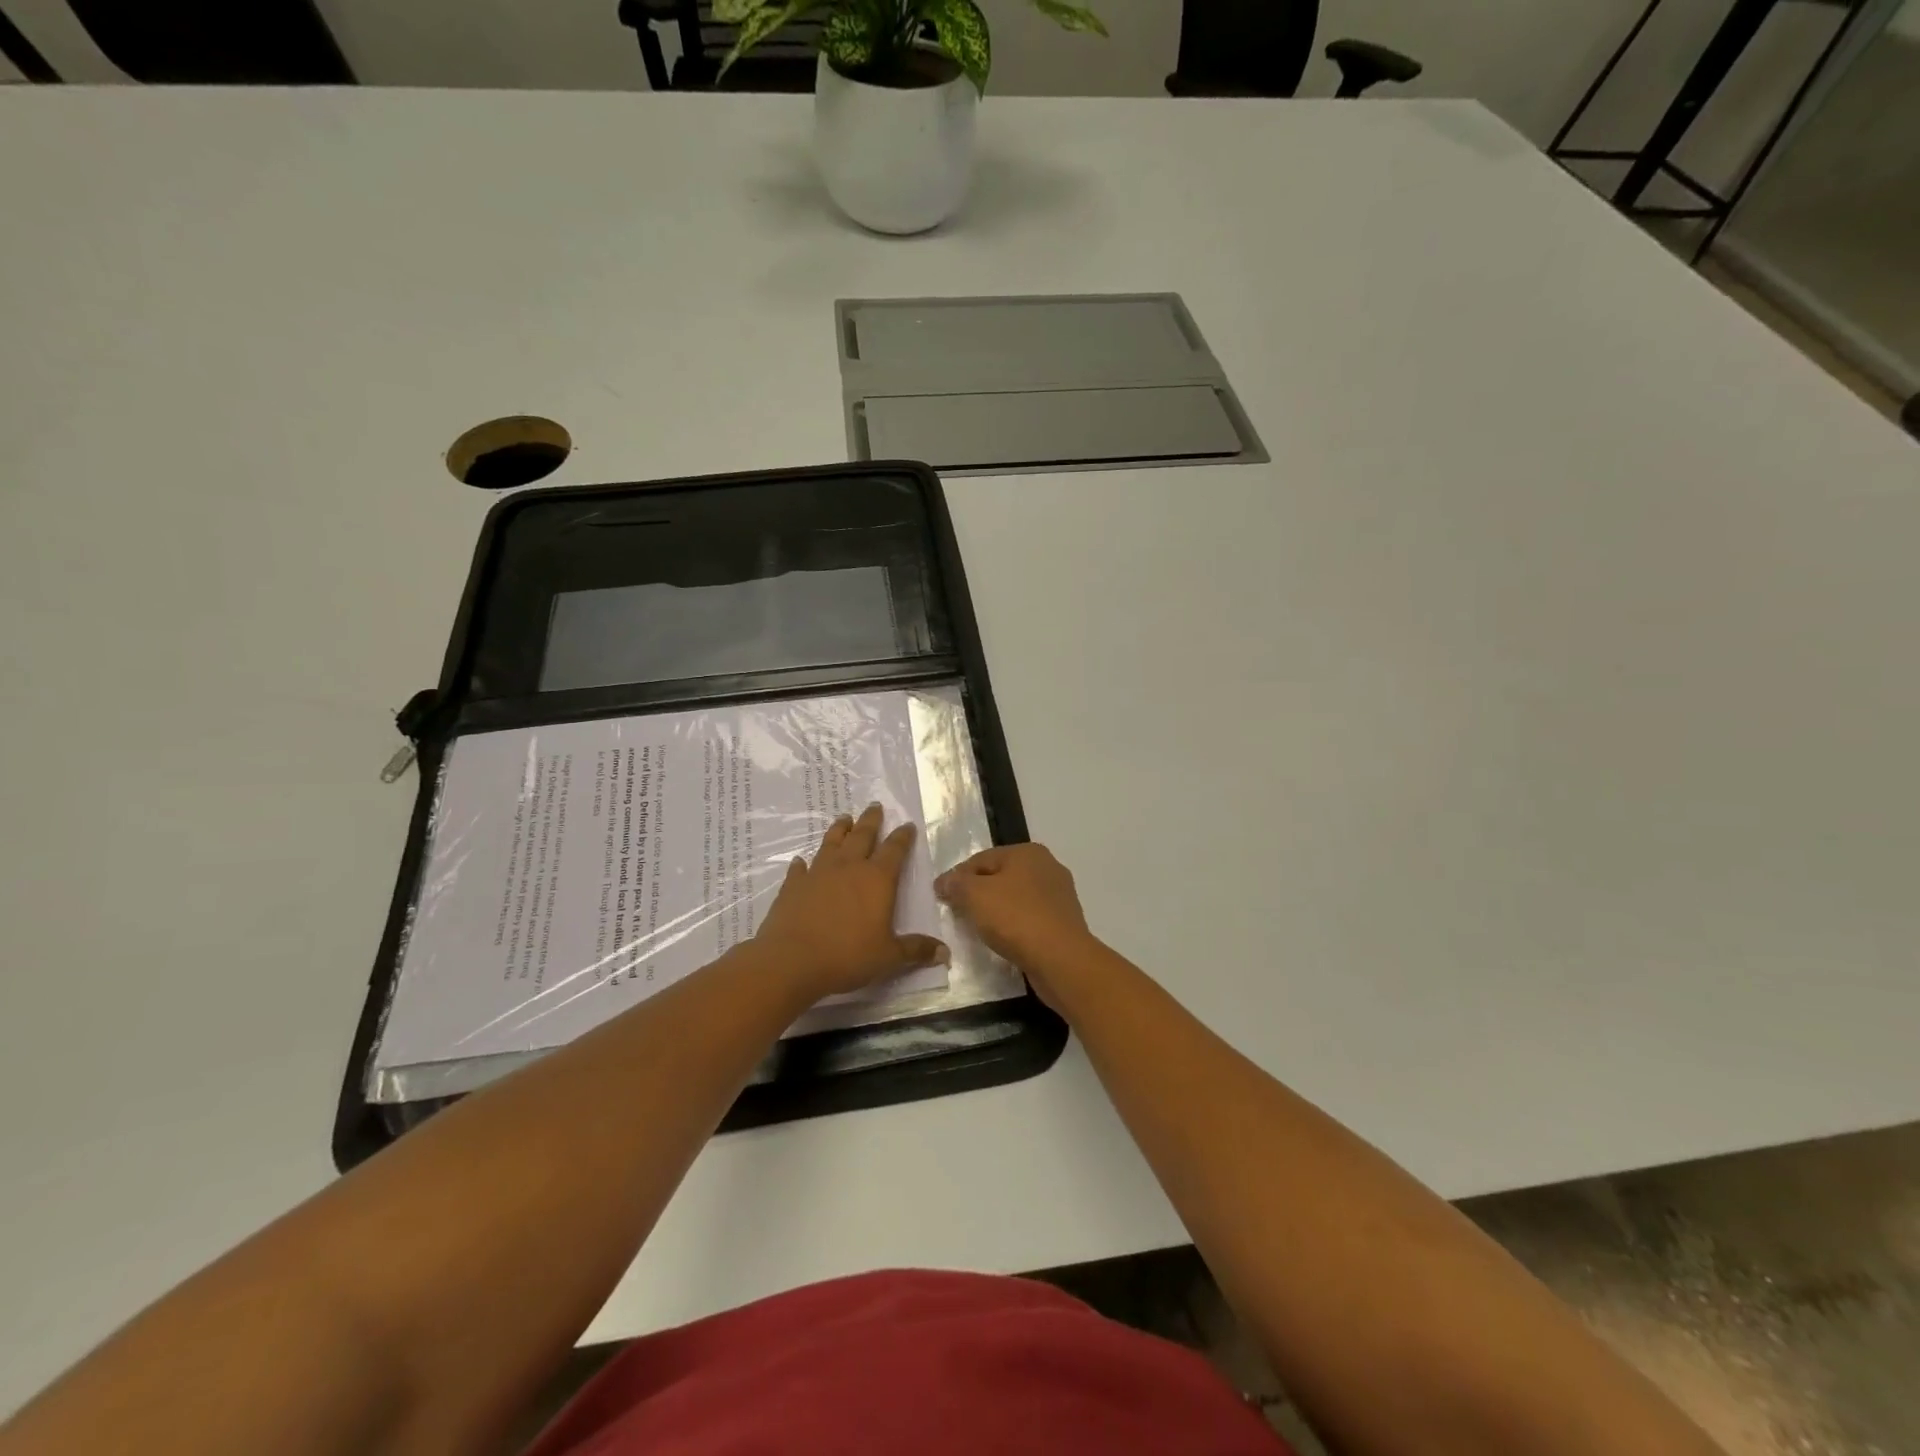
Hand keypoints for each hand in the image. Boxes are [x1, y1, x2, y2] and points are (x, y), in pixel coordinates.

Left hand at [753, 804, 947, 998]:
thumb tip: (945, 953)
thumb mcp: (889, 956)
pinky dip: (802, 864)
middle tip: (875, 805)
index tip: (907, 825)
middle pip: (862, 835)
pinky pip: (799, 869)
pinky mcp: (793, 886)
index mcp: (877, 879)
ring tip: (844, 818)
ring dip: (839, 829)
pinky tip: (800, 861)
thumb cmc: (848, 956)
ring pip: (831, 843)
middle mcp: (849, 867)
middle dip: (871, 820)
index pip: (894, 850)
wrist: (793, 961)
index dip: (903, 836)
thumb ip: (916, 950)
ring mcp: (818, 873)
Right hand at [934, 843, 1095, 1000]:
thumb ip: (956, 883)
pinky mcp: (1064, 922)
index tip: (942, 897)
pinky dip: (1014, 926)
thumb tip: (944, 881)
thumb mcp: (975, 895)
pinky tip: (1004, 941)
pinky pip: (1030, 919)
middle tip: (958, 913)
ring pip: (1016, 899)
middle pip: (1000, 877)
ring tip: (979, 930)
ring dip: (996, 911)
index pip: (981, 859)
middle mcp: (1047, 867)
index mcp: (1028, 852)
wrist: (1061, 960)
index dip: (958, 877)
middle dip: (978, 894)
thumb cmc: (1016, 918)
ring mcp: (1059, 895)